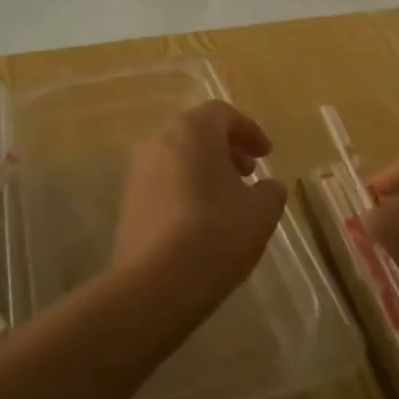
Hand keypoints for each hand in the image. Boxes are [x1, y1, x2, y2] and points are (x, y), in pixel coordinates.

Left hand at [113, 101, 287, 304]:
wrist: (155, 284)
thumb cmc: (216, 234)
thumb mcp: (261, 212)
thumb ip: (271, 190)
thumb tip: (266, 187)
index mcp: (192, 130)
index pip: (223, 114)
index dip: (249, 130)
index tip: (267, 155)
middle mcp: (159, 140)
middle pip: (197, 132)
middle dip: (226, 148)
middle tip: (249, 172)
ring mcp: (138, 171)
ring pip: (178, 156)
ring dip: (205, 169)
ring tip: (228, 199)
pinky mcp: (127, 201)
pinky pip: (163, 181)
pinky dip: (185, 187)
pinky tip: (202, 219)